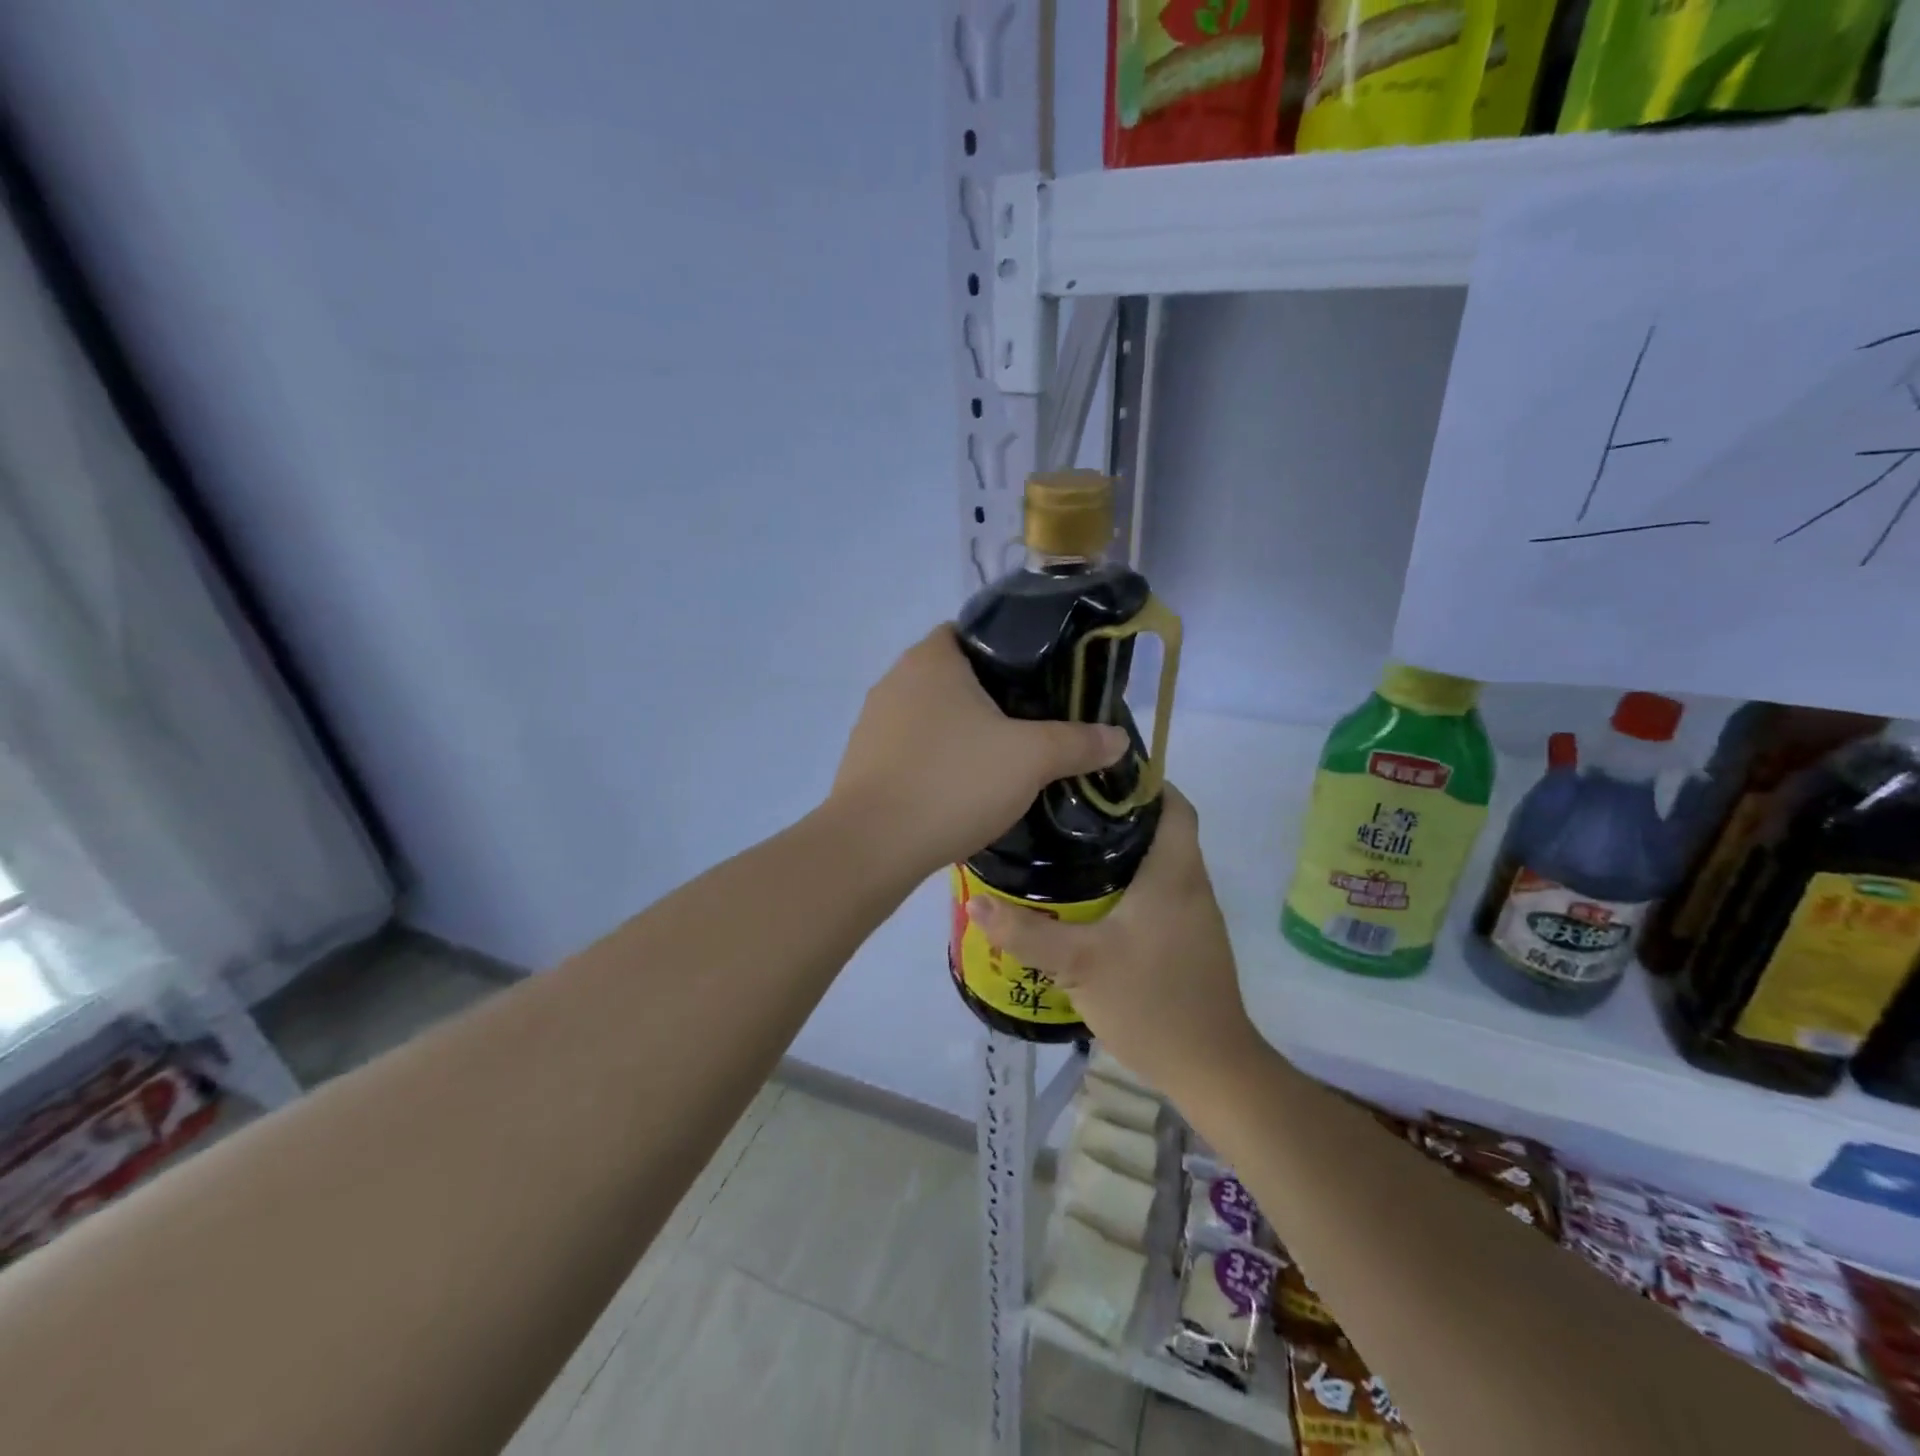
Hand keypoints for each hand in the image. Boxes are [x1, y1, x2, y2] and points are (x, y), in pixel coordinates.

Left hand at [828, 626, 1128, 876]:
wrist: (873, 846)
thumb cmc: (953, 782)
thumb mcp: (1030, 759)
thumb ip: (1078, 743)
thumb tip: (1118, 738)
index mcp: (931, 658)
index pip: (974, 631)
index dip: (1010, 650)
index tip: (1040, 680)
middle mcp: (895, 679)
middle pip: (954, 674)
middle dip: (991, 696)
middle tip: (1032, 723)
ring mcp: (873, 721)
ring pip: (931, 715)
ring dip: (961, 732)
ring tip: (1000, 759)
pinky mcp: (863, 761)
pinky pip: (911, 748)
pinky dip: (936, 760)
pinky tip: (959, 789)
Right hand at [964, 786, 1263, 1097]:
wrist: (1210, 1069)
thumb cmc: (1151, 1002)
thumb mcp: (1079, 964)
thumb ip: (1026, 933)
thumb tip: (976, 903)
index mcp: (1174, 874)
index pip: (1173, 804)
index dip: (1143, 782)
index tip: (1095, 776)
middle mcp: (1191, 885)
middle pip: (1161, 829)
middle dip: (1119, 815)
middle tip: (1066, 811)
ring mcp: (1195, 915)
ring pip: (1160, 862)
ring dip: (1123, 851)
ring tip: (1069, 848)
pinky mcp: (1189, 940)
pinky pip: (1159, 892)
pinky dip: (1130, 883)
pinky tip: (1091, 900)